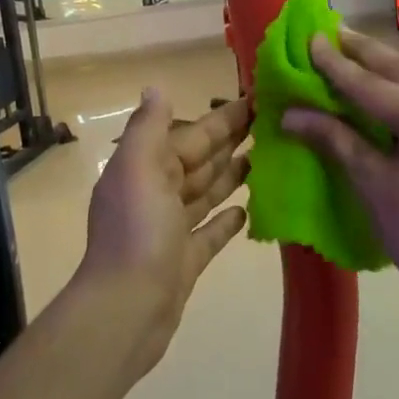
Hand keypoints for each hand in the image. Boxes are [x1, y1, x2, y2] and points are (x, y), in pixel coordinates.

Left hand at [78, 91, 249, 374]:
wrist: (126, 309)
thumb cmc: (137, 232)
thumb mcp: (138, 167)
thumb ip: (148, 127)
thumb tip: (156, 88)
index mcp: (146, 167)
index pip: (191, 135)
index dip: (222, 118)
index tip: (256, 99)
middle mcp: (157, 193)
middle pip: (200, 160)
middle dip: (230, 141)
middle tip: (271, 124)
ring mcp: (171, 229)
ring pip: (206, 192)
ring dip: (231, 174)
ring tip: (266, 158)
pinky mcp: (185, 260)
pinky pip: (210, 232)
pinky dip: (226, 219)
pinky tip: (249, 208)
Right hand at [282, 29, 398, 306]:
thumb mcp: (374, 183)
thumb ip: (336, 138)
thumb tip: (291, 114)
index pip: (371, 84)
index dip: (335, 64)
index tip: (310, 38)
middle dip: (364, 50)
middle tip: (332, 30)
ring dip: (387, 65)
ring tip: (353, 49)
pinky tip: (387, 81)